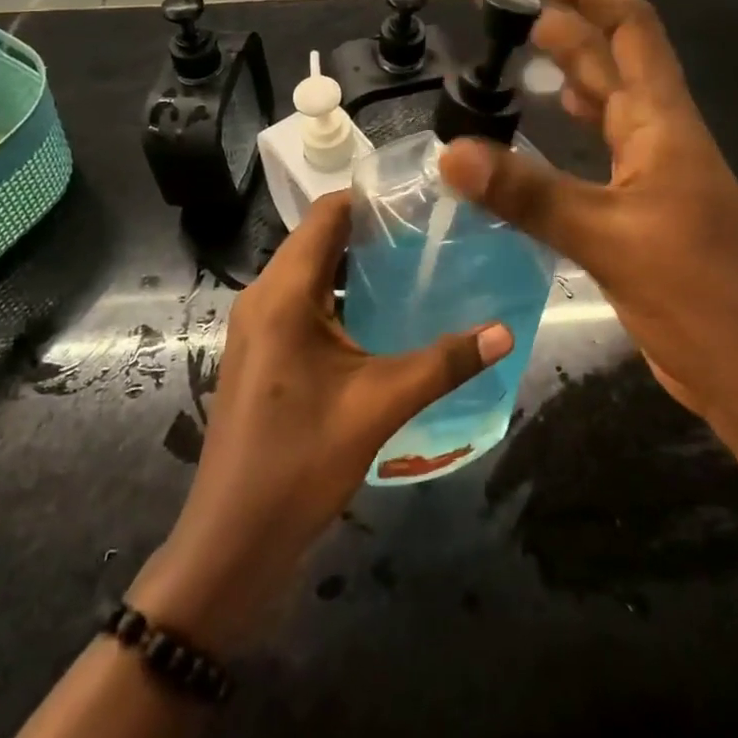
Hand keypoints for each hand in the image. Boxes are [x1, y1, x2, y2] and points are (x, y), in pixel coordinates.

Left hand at [129, 194, 511, 650]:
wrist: (232, 543)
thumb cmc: (300, 462)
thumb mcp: (380, 405)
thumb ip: (444, 362)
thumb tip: (505, 331)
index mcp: (283, 292)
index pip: (326, 214)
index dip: (371, 196)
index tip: (422, 195)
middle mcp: (263, 295)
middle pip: (319, 238)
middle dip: (372, 228)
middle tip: (431, 229)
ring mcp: (258, 324)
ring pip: (311, 271)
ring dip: (356, 263)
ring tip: (416, 262)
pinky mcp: (261, 350)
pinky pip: (303, 300)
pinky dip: (340, 294)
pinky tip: (383, 313)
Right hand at [439, 0, 737, 417]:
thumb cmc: (699, 292)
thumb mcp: (609, 237)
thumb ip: (529, 194)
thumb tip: (451, 154)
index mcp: (663, 123)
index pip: (630, 30)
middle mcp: (660, 136)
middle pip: (614, 61)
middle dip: (568, 26)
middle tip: (510, 13)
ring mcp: (653, 175)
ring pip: (608, 105)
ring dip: (571, 73)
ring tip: (522, 57)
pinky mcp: (642, 211)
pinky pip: (601, 150)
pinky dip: (573, 130)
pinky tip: (546, 131)